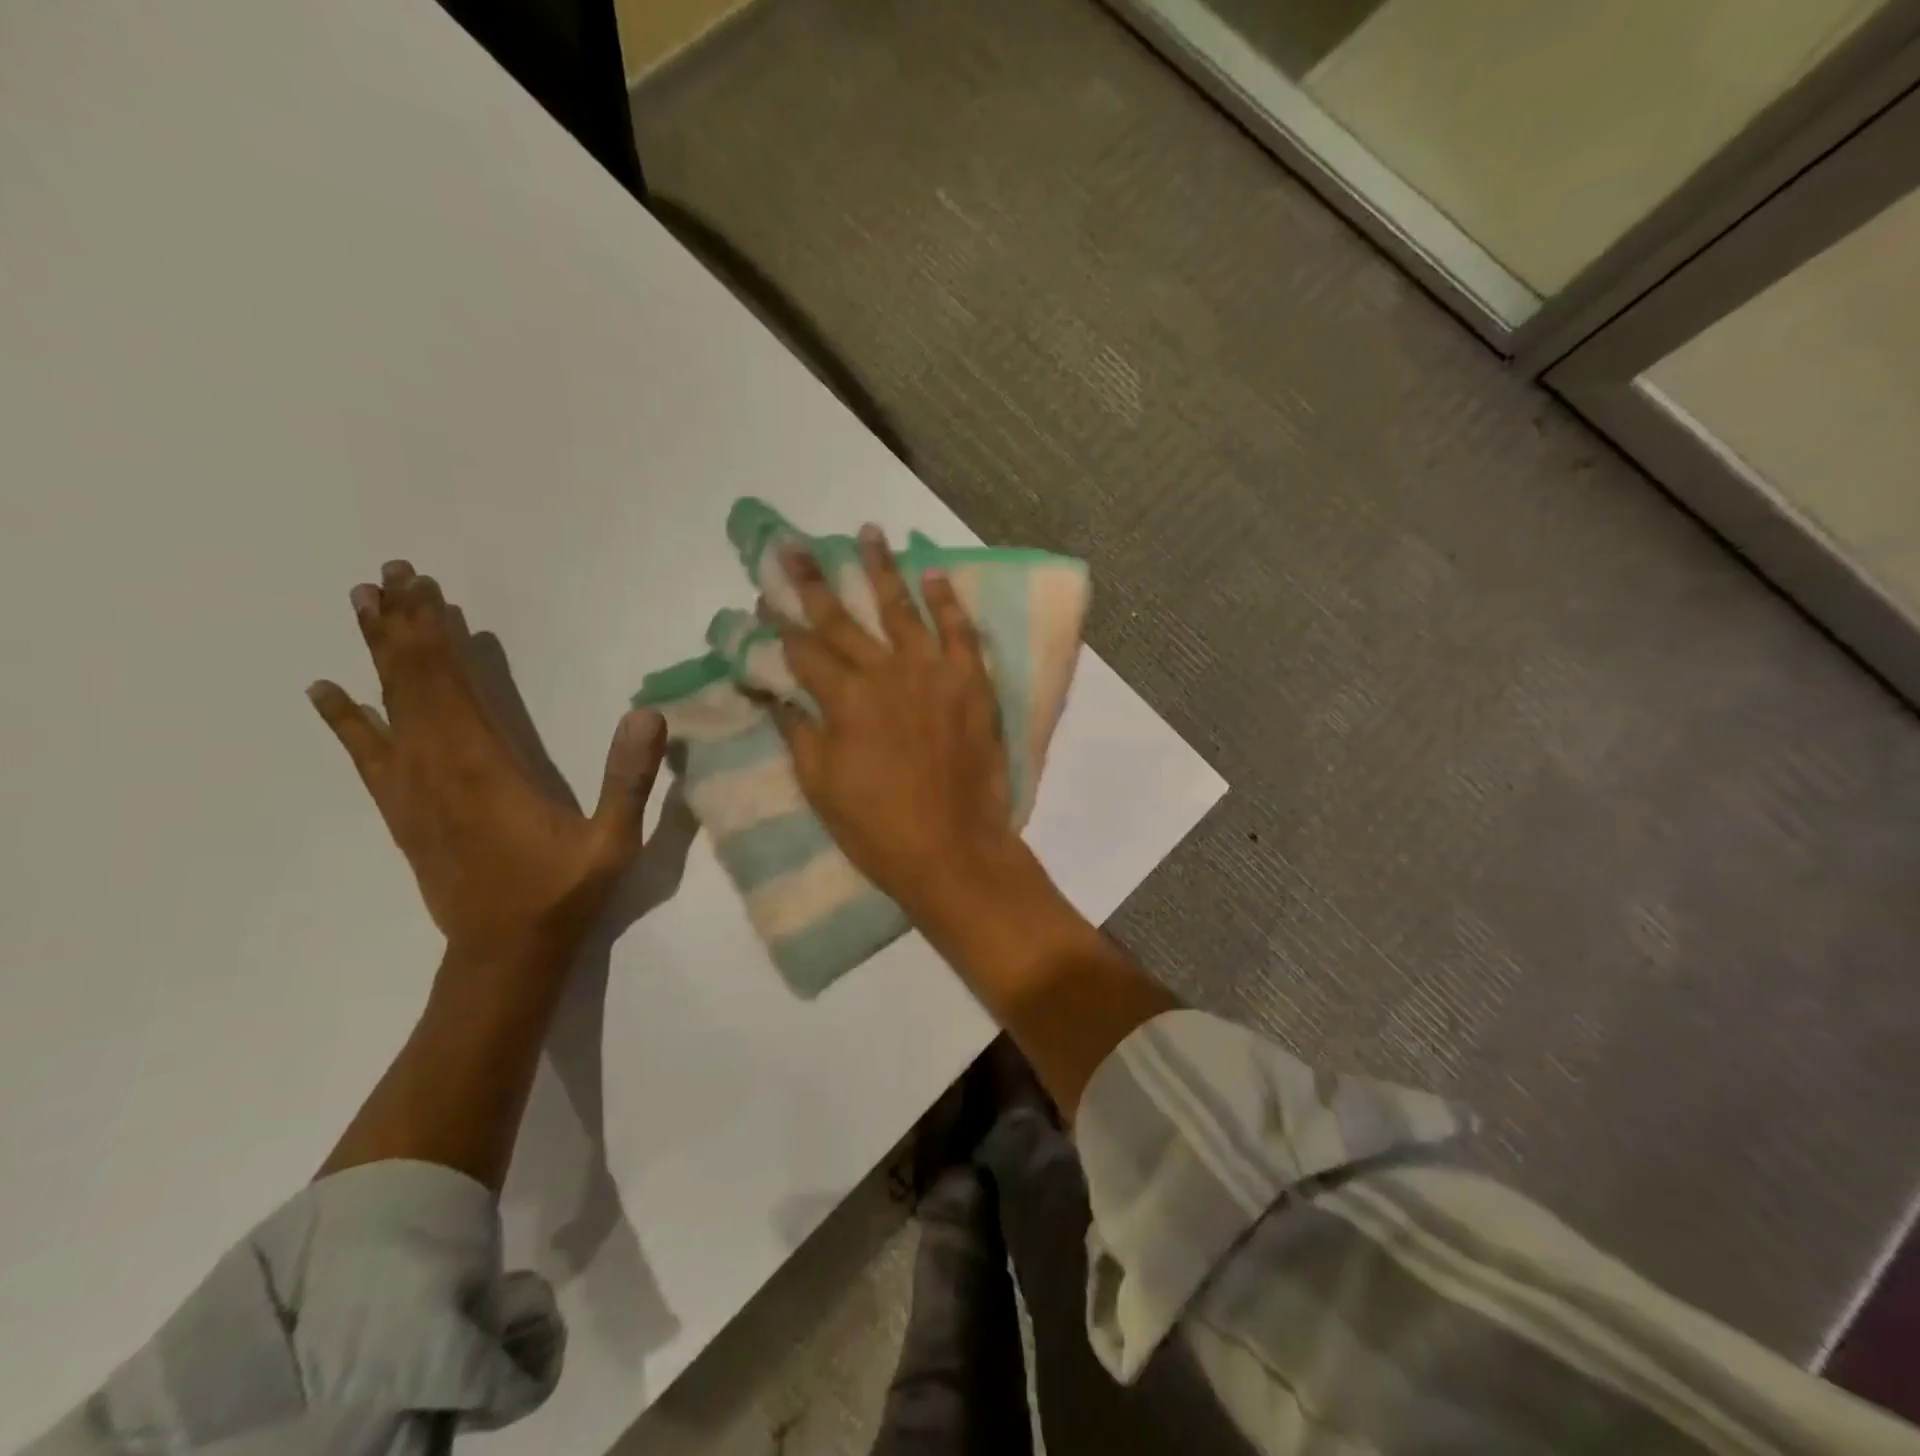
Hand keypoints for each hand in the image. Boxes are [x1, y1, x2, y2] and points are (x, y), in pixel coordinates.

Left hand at [307, 560, 666, 958]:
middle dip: (402, 625)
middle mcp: (438, 767)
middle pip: (412, 682)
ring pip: (387, 707)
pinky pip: (367, 754)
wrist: (504, 952)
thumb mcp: (613, 840)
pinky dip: (346, 720)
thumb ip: (629, 778)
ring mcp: (413, 788)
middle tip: (389, 573)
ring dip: (376, 655)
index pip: (451, 684)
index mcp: (485, 767)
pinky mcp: (403, 810)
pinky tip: (328, 692)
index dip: (435, 634)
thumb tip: (648, 713)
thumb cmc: (563, 891)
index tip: (422, 587)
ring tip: (361, 604)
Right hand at [773, 527, 1021, 920]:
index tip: (765, 600)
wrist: (953, 849)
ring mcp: (933, 673)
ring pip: (902, 609)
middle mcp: (885, 673)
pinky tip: (934, 573)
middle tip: (794, 546)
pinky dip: (948, 601)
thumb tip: (773, 694)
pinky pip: (960, 632)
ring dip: (882, 570)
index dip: (780, 625)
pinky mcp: (971, 683)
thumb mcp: (820, 785)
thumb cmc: (877, 827)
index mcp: (843, 700)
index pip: (803, 650)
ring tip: (868, 532)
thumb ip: (798, 732)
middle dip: (814, 581)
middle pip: (842, 619)